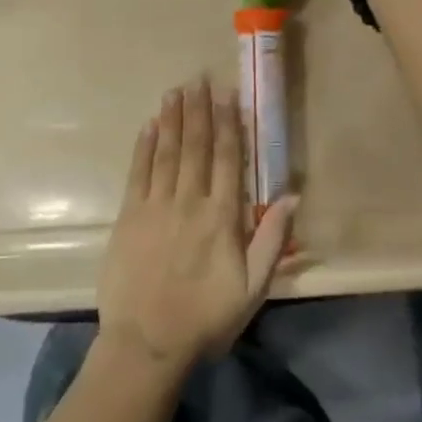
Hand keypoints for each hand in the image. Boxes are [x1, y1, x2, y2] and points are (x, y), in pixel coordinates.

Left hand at [96, 78, 297, 374]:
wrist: (147, 342)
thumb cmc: (206, 318)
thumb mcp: (253, 287)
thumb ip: (272, 239)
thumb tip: (293, 196)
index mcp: (222, 218)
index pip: (227, 160)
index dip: (228, 125)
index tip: (228, 96)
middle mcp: (189, 202)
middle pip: (195, 147)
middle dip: (198, 111)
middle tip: (198, 79)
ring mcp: (155, 207)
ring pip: (166, 153)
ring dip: (172, 119)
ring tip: (176, 91)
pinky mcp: (128, 217)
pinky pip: (137, 172)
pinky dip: (144, 147)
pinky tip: (148, 126)